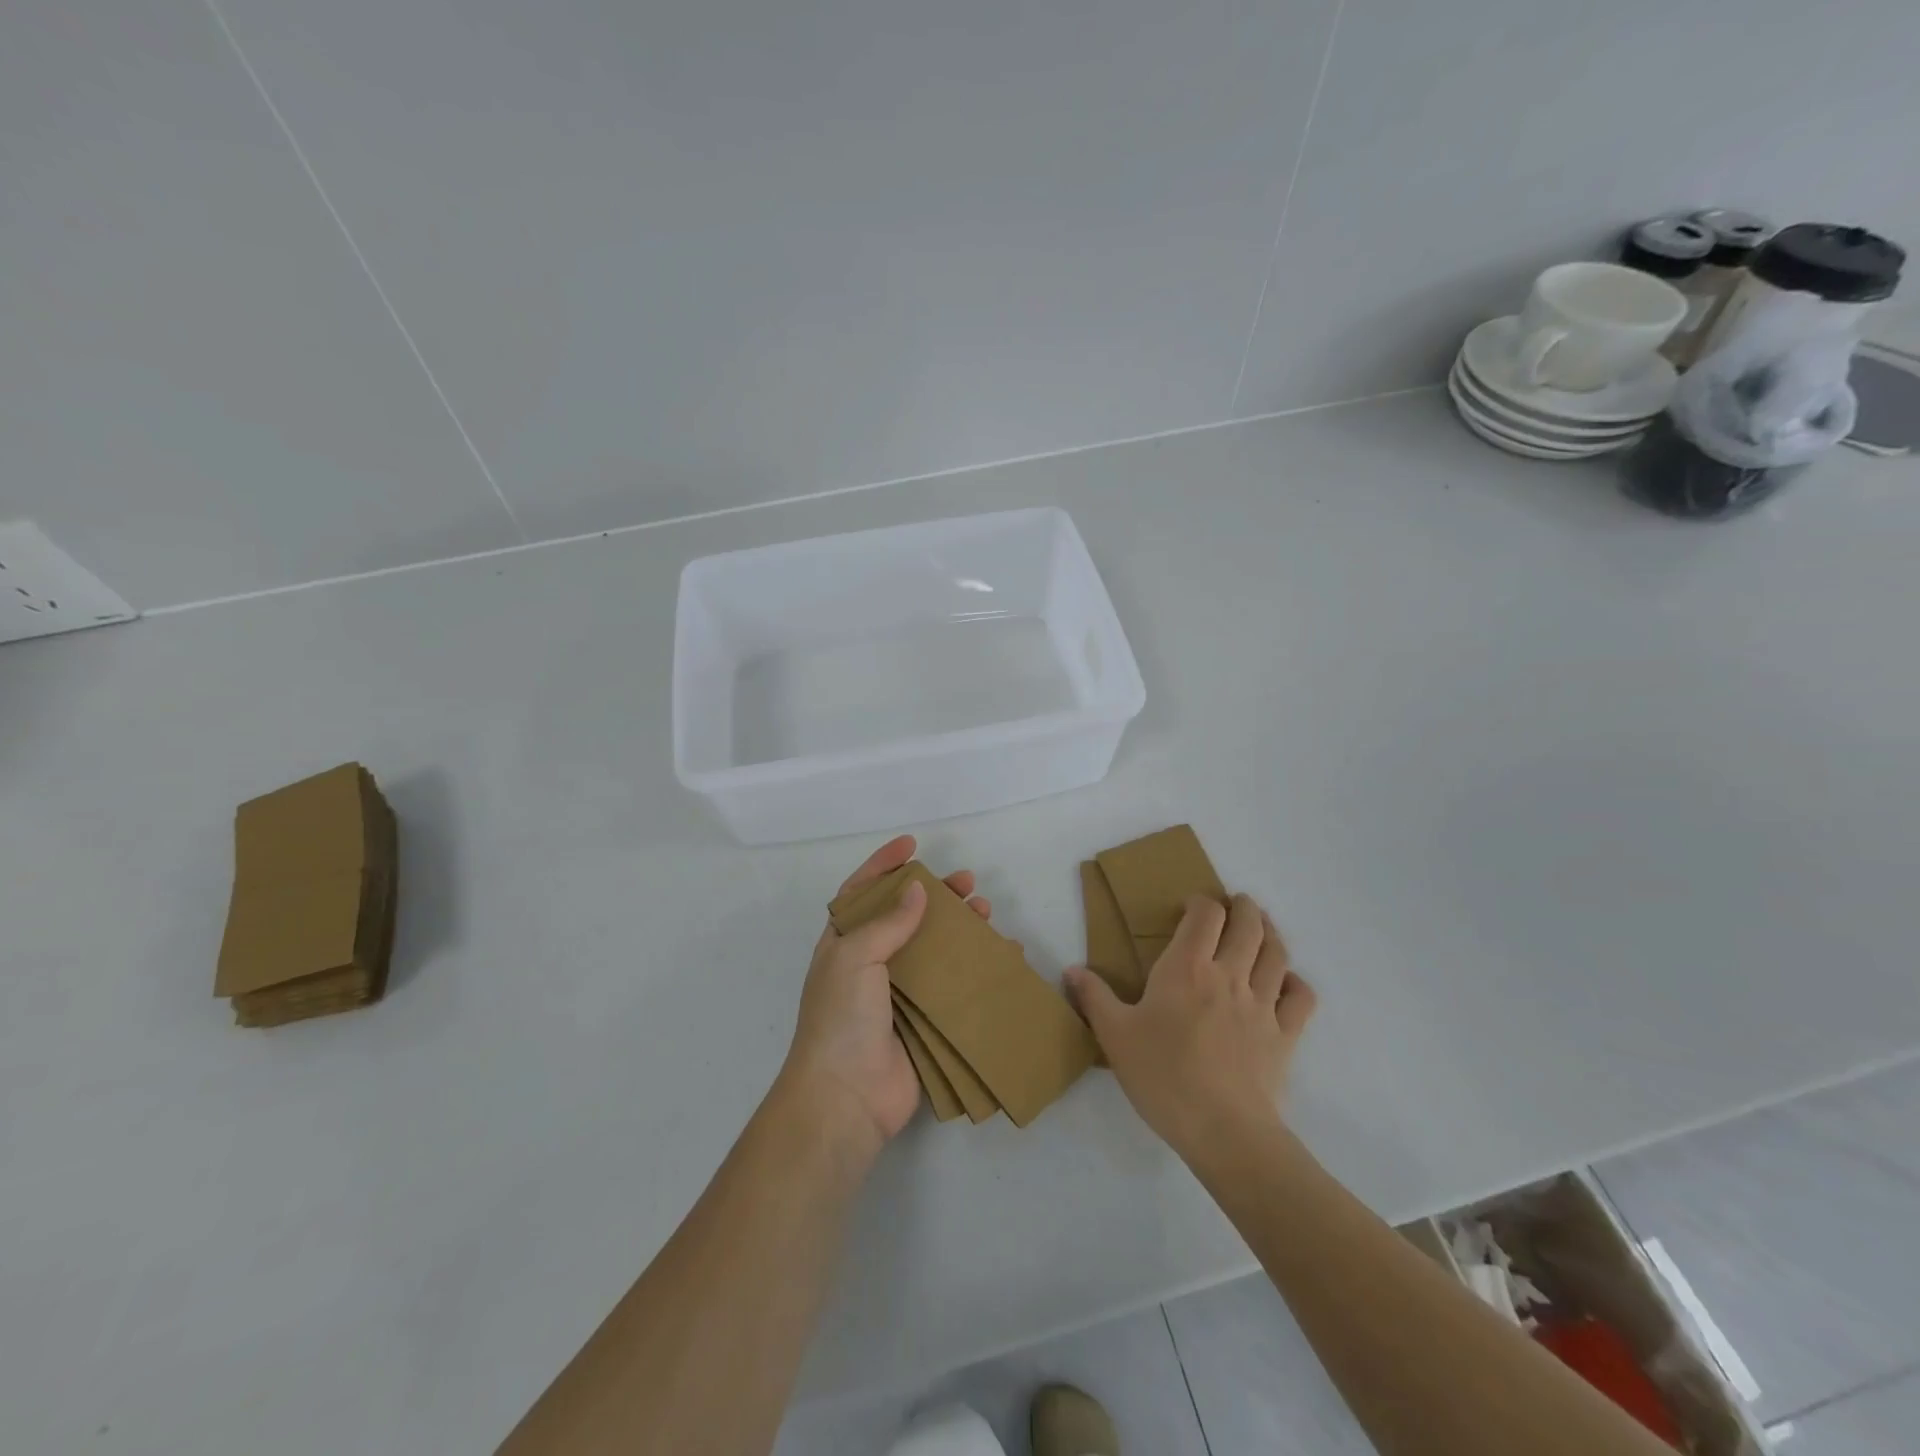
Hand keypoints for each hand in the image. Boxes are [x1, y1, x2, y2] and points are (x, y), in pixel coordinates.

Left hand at [779, 835, 990, 1159]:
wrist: (846, 1098)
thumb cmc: (841, 1018)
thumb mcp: (854, 957)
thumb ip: (888, 922)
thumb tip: (917, 890)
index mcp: (844, 944)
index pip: (862, 892)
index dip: (884, 865)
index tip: (912, 844)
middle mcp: (871, 964)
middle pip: (907, 918)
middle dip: (936, 896)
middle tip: (967, 883)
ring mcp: (899, 995)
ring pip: (935, 949)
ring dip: (960, 928)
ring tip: (986, 912)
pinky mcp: (925, 1022)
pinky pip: (954, 987)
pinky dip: (977, 970)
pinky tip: (1001, 957)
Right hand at [1065, 894, 1315, 1163]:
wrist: (1223, 1130)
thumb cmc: (1163, 1076)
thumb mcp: (1114, 1035)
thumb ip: (1093, 997)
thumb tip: (1071, 970)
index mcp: (1187, 968)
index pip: (1205, 915)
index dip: (1201, 902)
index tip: (1191, 907)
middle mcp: (1229, 975)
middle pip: (1248, 924)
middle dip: (1243, 907)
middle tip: (1235, 904)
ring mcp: (1262, 1004)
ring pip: (1276, 953)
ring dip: (1270, 933)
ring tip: (1262, 929)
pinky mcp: (1285, 1035)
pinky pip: (1301, 997)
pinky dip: (1295, 982)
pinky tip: (1286, 982)